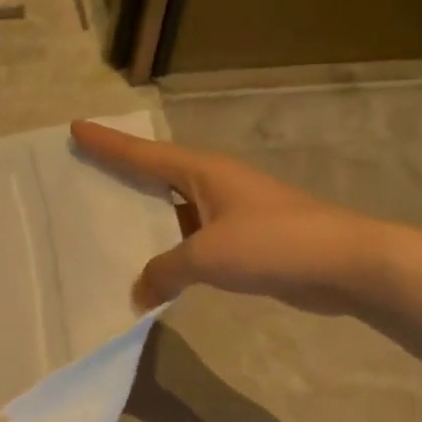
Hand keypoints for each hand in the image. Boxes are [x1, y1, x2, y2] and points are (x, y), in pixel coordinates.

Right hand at [71, 120, 387, 312]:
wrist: (344, 264)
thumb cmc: (272, 243)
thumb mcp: (206, 255)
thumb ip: (164, 271)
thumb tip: (140, 292)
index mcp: (203, 172)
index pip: (143, 154)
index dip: (108, 143)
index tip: (76, 128)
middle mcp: (214, 184)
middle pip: (156, 174)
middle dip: (122, 173)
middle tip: (85, 173)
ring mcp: (231, 212)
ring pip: (174, 211)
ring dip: (145, 218)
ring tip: (108, 227)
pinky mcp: (244, 240)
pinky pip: (192, 239)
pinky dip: (170, 249)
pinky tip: (154, 268)